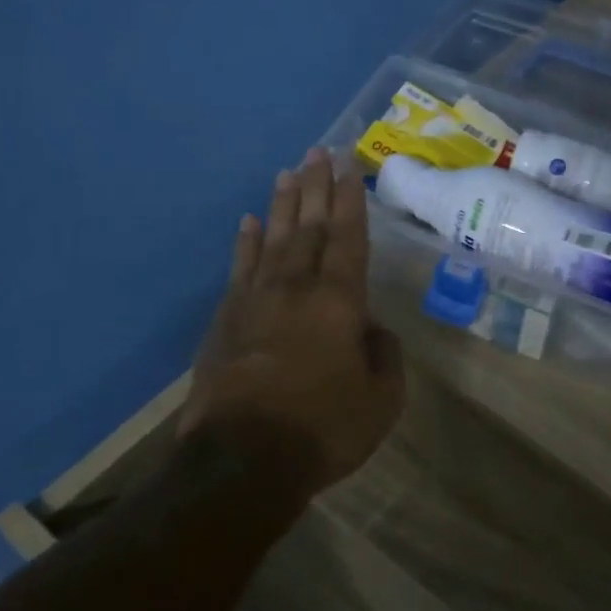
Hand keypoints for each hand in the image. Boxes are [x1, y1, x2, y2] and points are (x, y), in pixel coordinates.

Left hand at [180, 147, 405, 497]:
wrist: (242, 459)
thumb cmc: (323, 429)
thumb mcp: (381, 400)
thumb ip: (384, 355)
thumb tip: (372, 328)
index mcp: (339, 302)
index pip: (348, 238)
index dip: (350, 200)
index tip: (348, 166)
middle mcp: (296, 288)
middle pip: (309, 227)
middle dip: (316, 187)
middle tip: (319, 151)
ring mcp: (255, 301)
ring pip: (274, 239)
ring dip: (283, 204)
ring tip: (288, 172)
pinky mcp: (226, 320)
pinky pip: (240, 268)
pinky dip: (246, 242)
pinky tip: (249, 222)